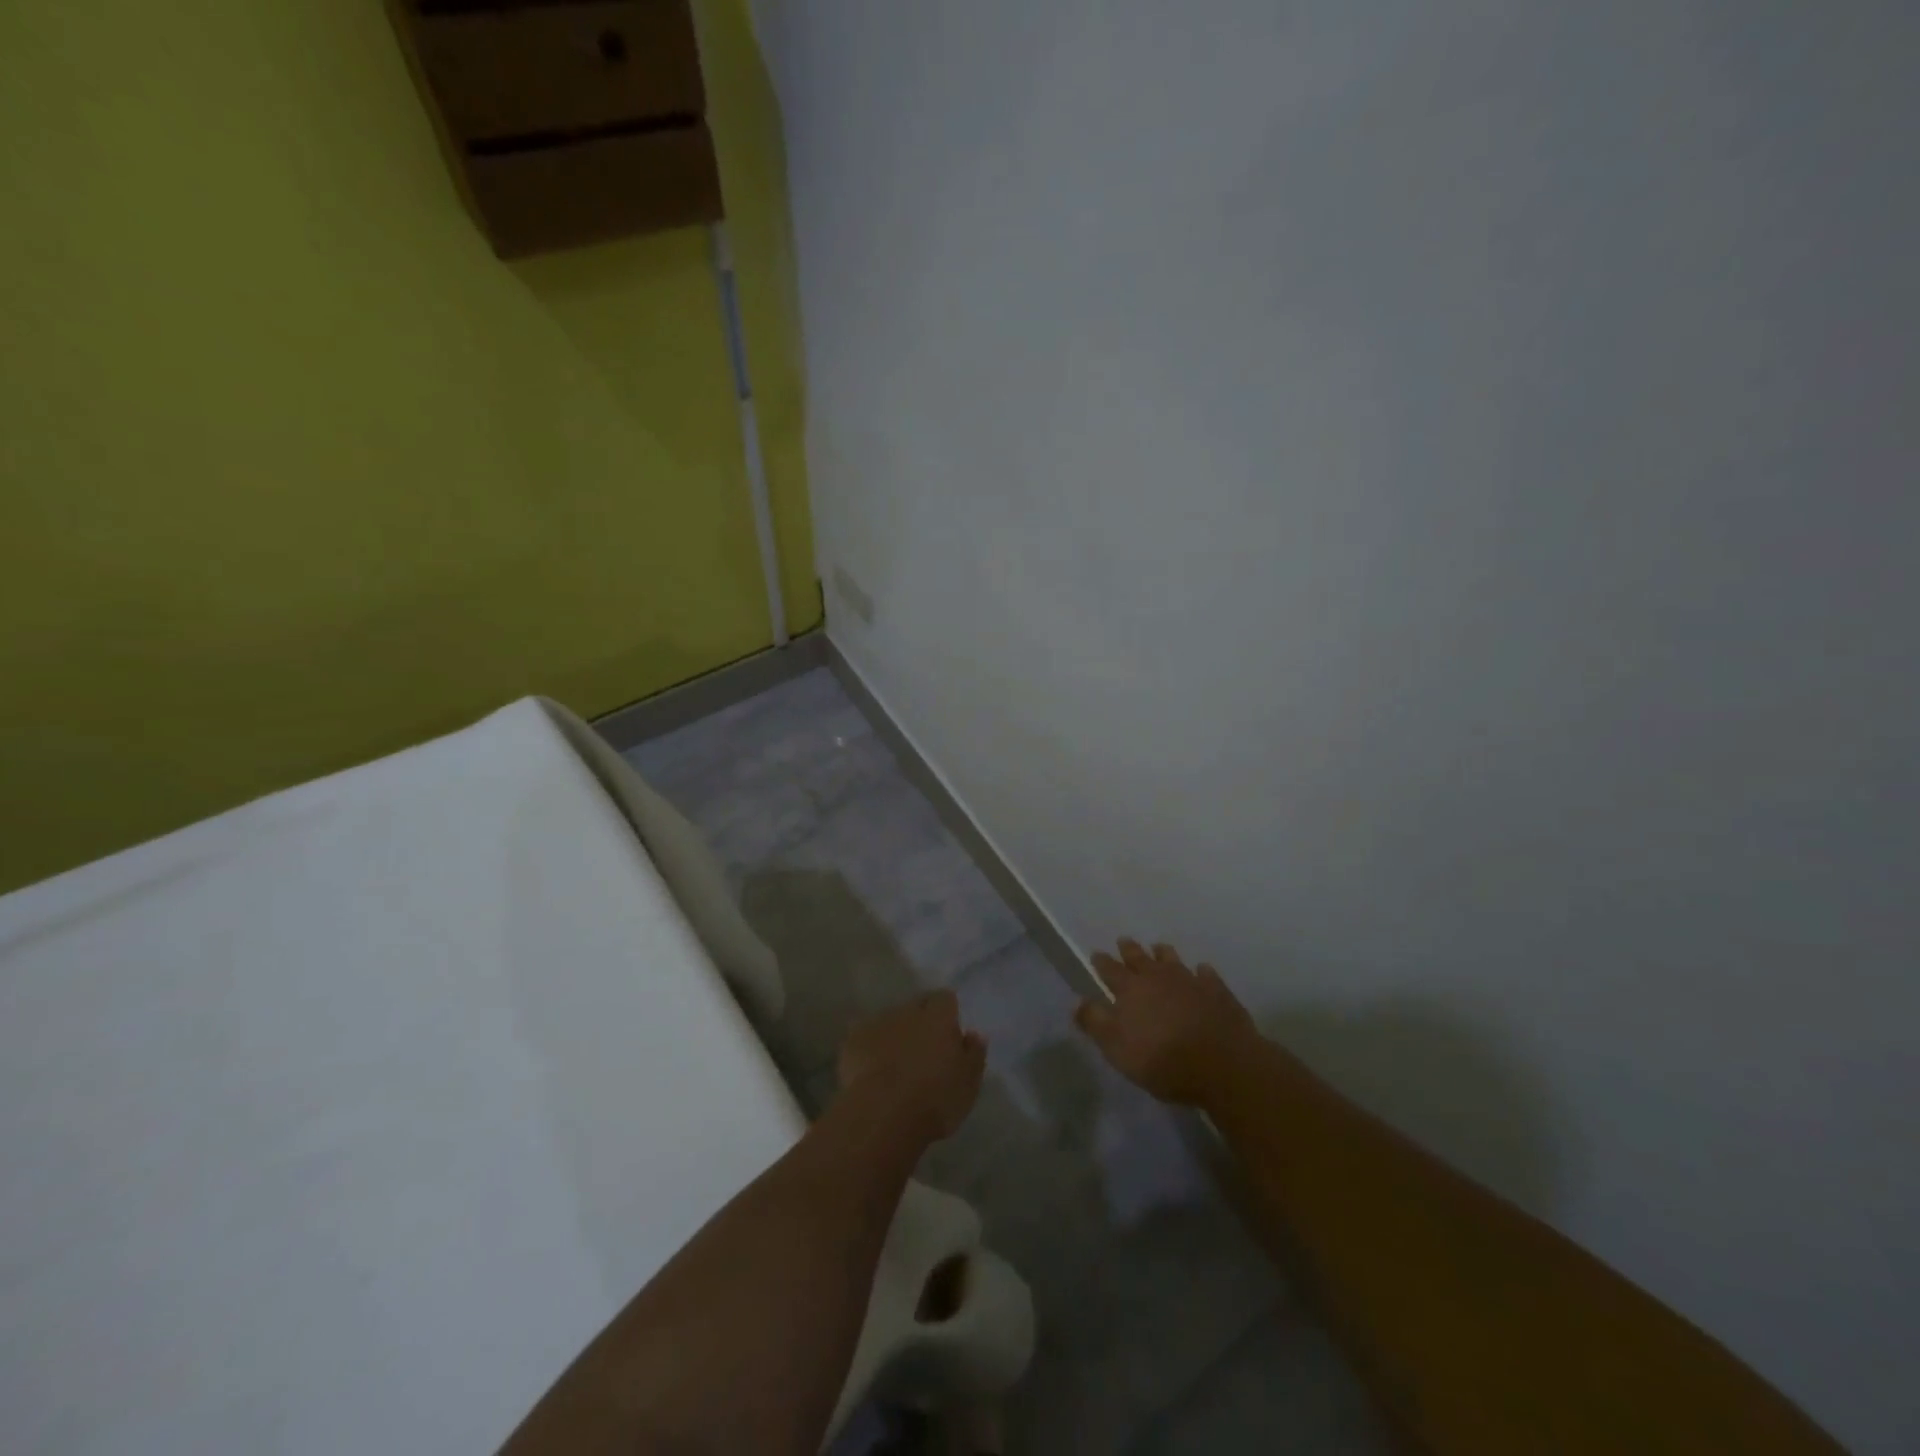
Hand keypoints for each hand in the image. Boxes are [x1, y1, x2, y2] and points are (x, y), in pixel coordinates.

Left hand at [837, 990, 986, 1144]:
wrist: (883, 1115)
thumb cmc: (935, 1099)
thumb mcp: (969, 1083)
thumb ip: (974, 1054)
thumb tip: (974, 1034)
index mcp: (939, 1016)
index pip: (945, 999)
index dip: (947, 1014)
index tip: (949, 1034)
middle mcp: (907, 1011)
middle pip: (916, 1008)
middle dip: (920, 1023)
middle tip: (924, 1052)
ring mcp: (877, 1023)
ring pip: (890, 1022)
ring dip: (895, 1035)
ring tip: (896, 1064)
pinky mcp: (852, 1041)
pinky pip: (865, 1039)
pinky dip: (870, 1049)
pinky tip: (872, 1072)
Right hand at [1075, 939, 1259, 1105]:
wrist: (1222, 1064)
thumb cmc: (1162, 1060)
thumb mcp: (1117, 1048)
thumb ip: (1095, 1023)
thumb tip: (1077, 1002)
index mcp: (1130, 989)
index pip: (1110, 970)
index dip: (1102, 962)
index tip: (1096, 954)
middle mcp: (1158, 977)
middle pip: (1140, 958)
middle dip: (1129, 949)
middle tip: (1124, 941)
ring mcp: (1189, 981)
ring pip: (1172, 960)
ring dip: (1163, 954)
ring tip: (1159, 948)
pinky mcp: (1217, 991)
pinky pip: (1206, 975)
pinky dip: (1201, 972)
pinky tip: (1202, 971)